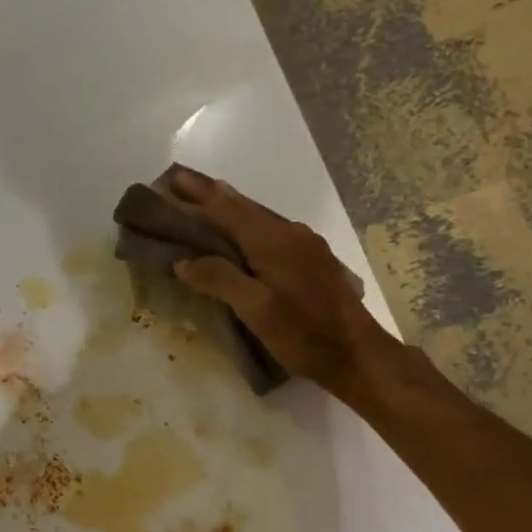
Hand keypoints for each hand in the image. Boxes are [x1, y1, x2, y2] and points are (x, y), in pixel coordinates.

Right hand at [160, 165, 388, 394]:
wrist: (358, 354)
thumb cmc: (304, 335)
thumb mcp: (257, 311)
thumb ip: (220, 280)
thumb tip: (184, 261)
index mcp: (274, 242)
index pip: (228, 210)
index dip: (199, 195)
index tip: (173, 177)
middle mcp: (291, 234)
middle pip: (245, 207)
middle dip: (212, 194)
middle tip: (182, 183)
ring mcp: (306, 245)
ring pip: (260, 218)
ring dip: (231, 208)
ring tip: (207, 200)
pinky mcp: (314, 260)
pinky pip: (273, 231)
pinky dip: (249, 225)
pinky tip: (243, 233)